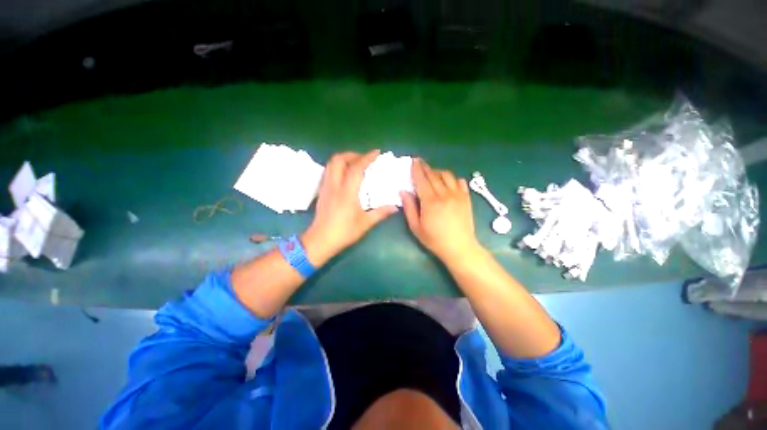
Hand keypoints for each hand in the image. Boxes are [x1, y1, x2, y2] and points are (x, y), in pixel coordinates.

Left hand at [302, 150, 397, 263]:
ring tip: (355, 164)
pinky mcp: (322, 191)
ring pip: (331, 164)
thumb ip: (381, 213)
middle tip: (364, 159)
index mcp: (347, 191)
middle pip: (338, 159)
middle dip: (352, 155)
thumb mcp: (365, 223)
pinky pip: (328, 171)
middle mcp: (334, 185)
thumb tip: (395, 207)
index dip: (367, 157)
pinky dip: (338, 167)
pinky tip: (345, 175)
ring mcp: (326, 187)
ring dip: (344, 159)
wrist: (320, 241)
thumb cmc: (344, 232)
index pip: (356, 168)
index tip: (376, 152)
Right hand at [401, 159, 480, 263]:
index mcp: (430, 201)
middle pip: (433, 175)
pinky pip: (460, 182)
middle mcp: (444, 194)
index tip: (413, 161)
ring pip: (447, 175)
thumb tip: (403, 191)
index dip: (416, 169)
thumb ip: (409, 207)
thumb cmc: (434, 239)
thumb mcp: (416, 227)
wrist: (459, 247)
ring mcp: (457, 195)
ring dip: (437, 171)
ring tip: (432, 174)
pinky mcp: (466, 198)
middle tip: (419, 162)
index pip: (421, 180)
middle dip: (425, 167)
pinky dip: (452, 179)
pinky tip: (448, 183)